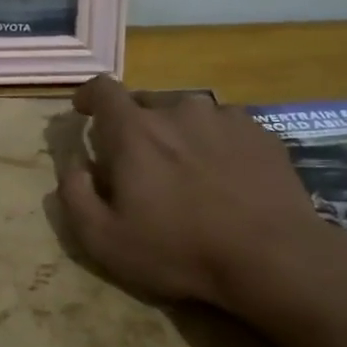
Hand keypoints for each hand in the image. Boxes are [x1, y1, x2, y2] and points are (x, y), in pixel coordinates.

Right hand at [57, 76, 343, 312]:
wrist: (274, 258)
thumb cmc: (179, 250)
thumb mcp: (103, 238)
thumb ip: (73, 192)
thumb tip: (72, 161)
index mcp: (134, 130)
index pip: (102, 88)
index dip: (89, 95)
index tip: (84, 111)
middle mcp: (177, 109)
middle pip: (144, 102)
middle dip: (133, 125)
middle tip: (137, 164)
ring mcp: (223, 117)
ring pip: (186, 114)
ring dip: (176, 133)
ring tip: (185, 171)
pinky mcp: (260, 133)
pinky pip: (223, 127)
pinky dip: (213, 143)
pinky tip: (224, 176)